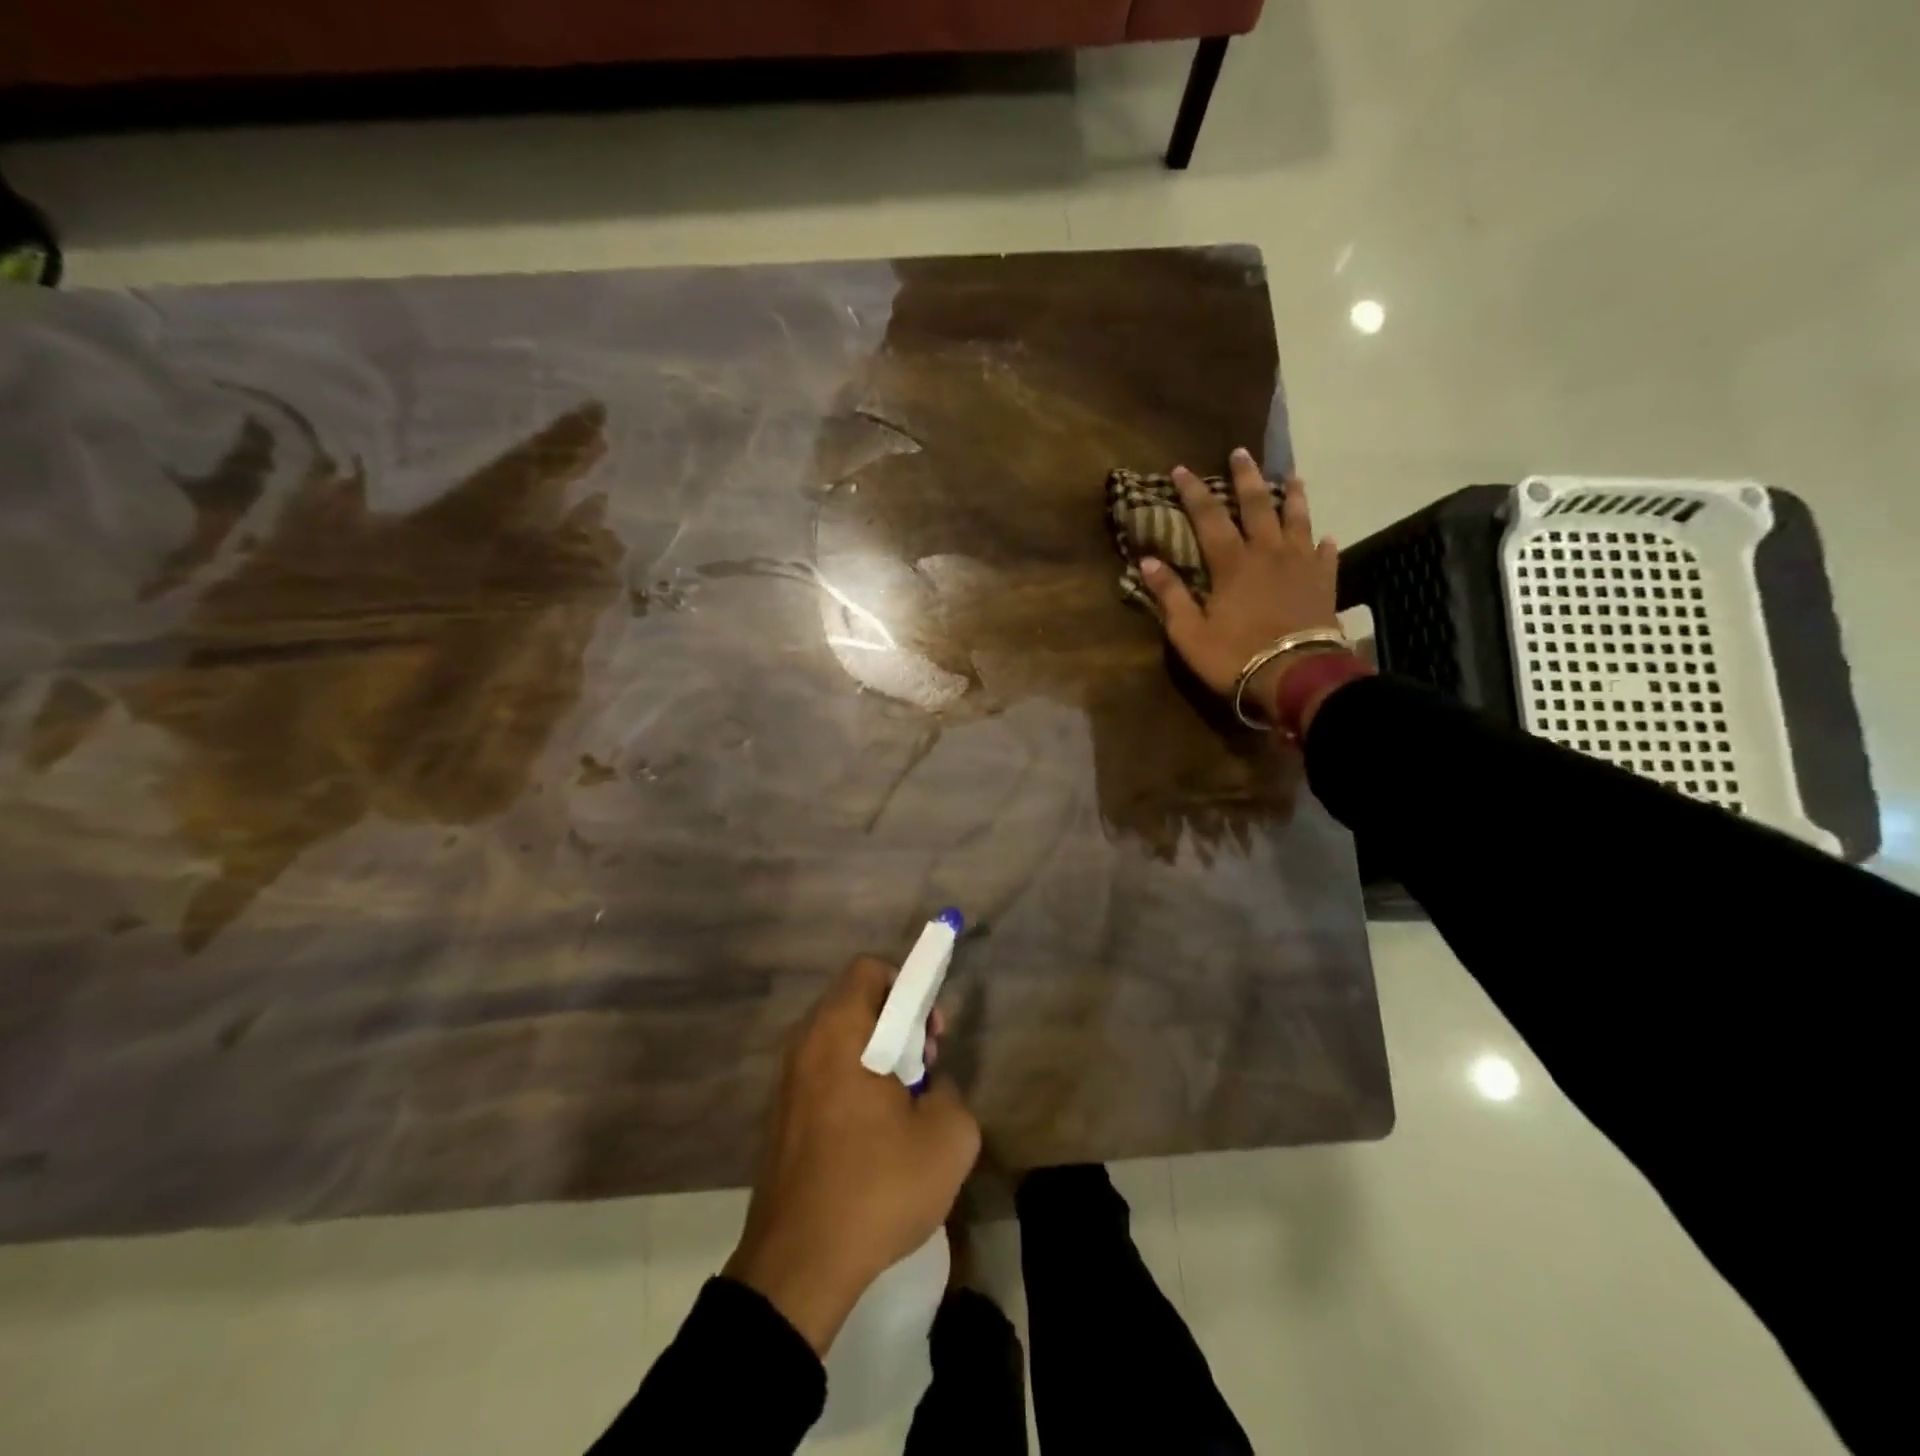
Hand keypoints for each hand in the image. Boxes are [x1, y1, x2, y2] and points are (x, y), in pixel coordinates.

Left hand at [724, 957, 980, 1355]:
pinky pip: (824, 1074)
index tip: (929, 1035)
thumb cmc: (875, 1187)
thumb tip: (929, 1089)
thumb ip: (951, 1092)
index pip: (871, 969)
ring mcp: (786, 1080)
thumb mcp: (949, 1137)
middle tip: (924, 1072)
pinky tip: (873, 1138)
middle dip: (898, 1025)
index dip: (910, 987)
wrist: (798, 1267)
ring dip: (877, 1058)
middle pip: (856, 1001)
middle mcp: (805, 1042)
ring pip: (840, 1040)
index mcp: (839, 1030)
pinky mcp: (780, 1116)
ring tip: (903, 1109)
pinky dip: (852, 1084)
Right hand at [1139, 448, 1341, 720]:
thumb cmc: (1236, 656)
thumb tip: (1147, 560)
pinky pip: (1326, 555)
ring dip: (1294, 497)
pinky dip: (1323, 544)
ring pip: (1297, 520)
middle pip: (1257, 505)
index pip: (1208, 516)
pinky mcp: (1325, 583)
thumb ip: (1170, 595)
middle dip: (1246, 477)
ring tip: (1293, 477)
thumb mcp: (1189, 632)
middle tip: (1242, 452)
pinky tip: (1326, 537)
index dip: (1193, 491)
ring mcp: (1301, 565)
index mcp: (1232, 563)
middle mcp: (1268, 553)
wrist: (1297, 676)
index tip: (1181, 468)